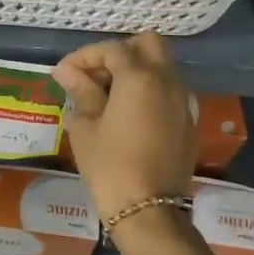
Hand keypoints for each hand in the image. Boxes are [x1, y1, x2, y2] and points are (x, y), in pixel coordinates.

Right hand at [53, 33, 196, 222]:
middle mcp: (168, 81)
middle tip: (95, 75)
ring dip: (136, 70)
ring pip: (163, 66)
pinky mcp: (189, 122)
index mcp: (140, 77)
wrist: (148, 210)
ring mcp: (183, 101)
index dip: (84, 56)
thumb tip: (66, 71)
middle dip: (120, 52)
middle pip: (148, 44)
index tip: (64, 73)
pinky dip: (149, 91)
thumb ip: (80, 91)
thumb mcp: (86, 126)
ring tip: (108, 95)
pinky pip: (169, 91)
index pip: (111, 49)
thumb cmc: (109, 165)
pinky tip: (128, 114)